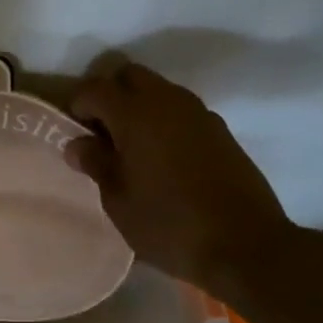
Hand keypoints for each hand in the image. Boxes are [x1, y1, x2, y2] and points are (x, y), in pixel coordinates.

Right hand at [66, 62, 294, 286]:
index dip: (78, 105)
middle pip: (129, 75)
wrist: (247, 247)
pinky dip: (165, 120)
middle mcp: (167, 101)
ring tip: (134, 147)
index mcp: (135, 114)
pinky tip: (165, 158)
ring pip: (158, 90)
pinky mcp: (220, 130)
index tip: (75, 133)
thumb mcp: (118, 201)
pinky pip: (181, 110)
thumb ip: (96, 164)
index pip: (94, 88)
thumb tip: (78, 144)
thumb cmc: (170, 225)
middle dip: (110, 94)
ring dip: (140, 106)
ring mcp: (198, 113)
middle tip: (103, 132)